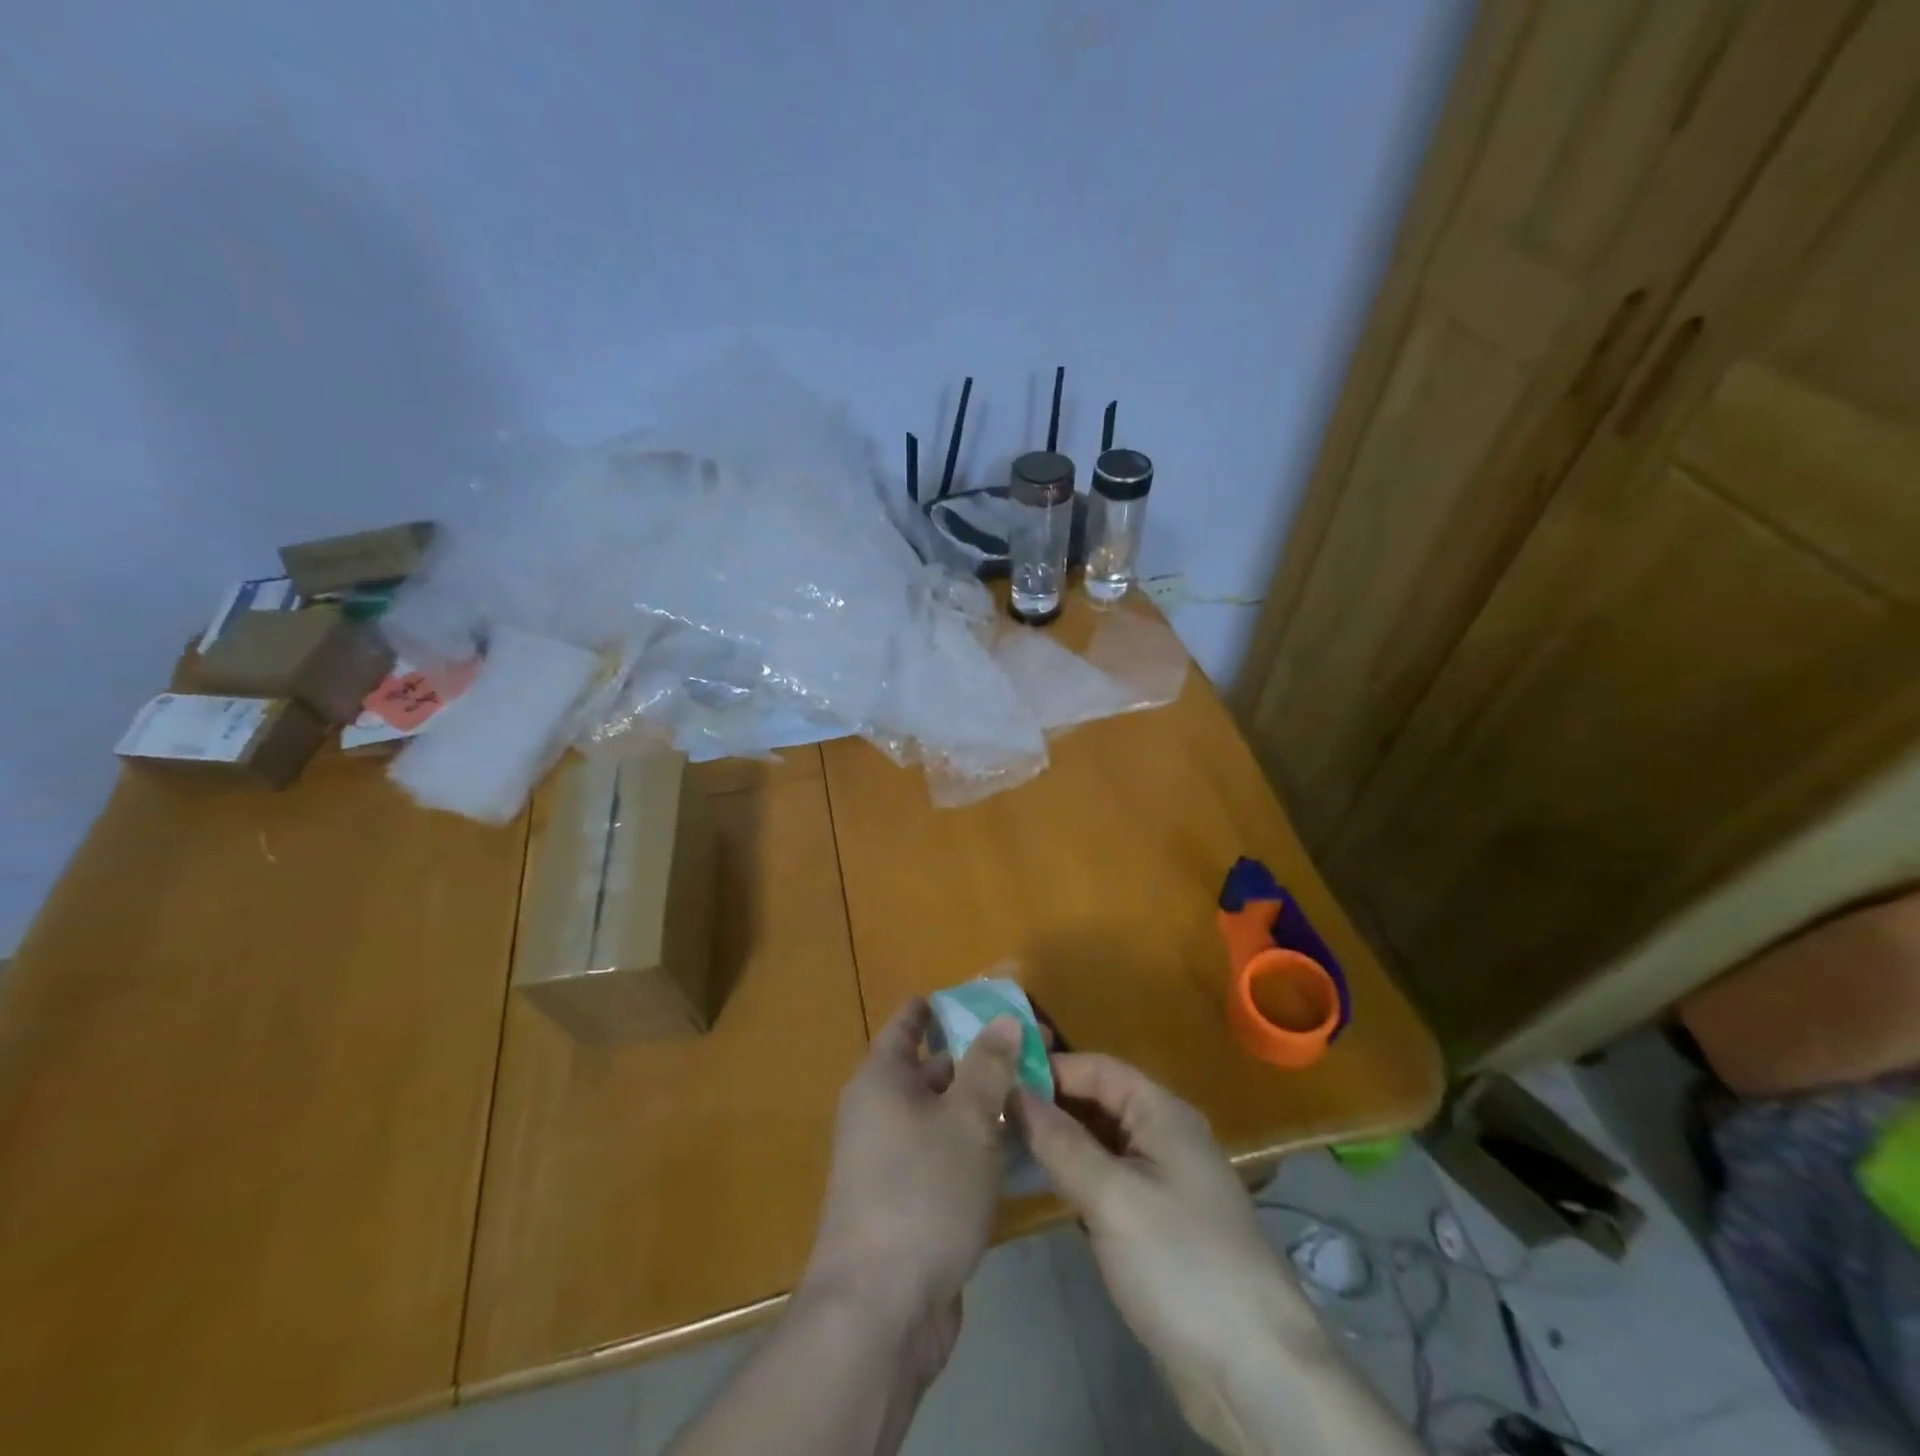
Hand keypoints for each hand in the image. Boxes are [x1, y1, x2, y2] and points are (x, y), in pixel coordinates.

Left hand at [800, 999, 1022, 1383]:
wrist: (880, 1312)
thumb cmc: (922, 1193)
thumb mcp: (967, 1119)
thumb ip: (989, 1065)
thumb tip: (1004, 1018)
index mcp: (882, 1079)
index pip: (909, 1023)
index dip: (941, 1006)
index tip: (981, 996)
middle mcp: (880, 1112)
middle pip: (933, 1069)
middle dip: (980, 1058)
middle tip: (1034, 1050)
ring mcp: (892, 1160)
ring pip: (945, 1116)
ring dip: (984, 1105)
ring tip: (1038, 1093)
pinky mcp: (910, 1202)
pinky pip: (947, 1156)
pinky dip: (978, 1146)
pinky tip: (1020, 1150)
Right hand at [1015, 1053, 1302, 1374]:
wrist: (1254, 1372)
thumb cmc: (1182, 1264)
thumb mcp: (1113, 1197)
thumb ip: (1061, 1142)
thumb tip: (1014, 1092)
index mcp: (1162, 1113)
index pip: (1097, 1068)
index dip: (1050, 1068)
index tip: (996, 1078)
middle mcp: (1163, 1136)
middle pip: (1097, 1102)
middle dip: (1049, 1103)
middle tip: (990, 1111)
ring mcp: (1160, 1181)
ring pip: (1099, 1142)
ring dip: (1058, 1140)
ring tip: (1002, 1141)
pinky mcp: (1154, 1223)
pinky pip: (1106, 1179)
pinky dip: (1074, 1174)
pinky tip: (1039, 1183)